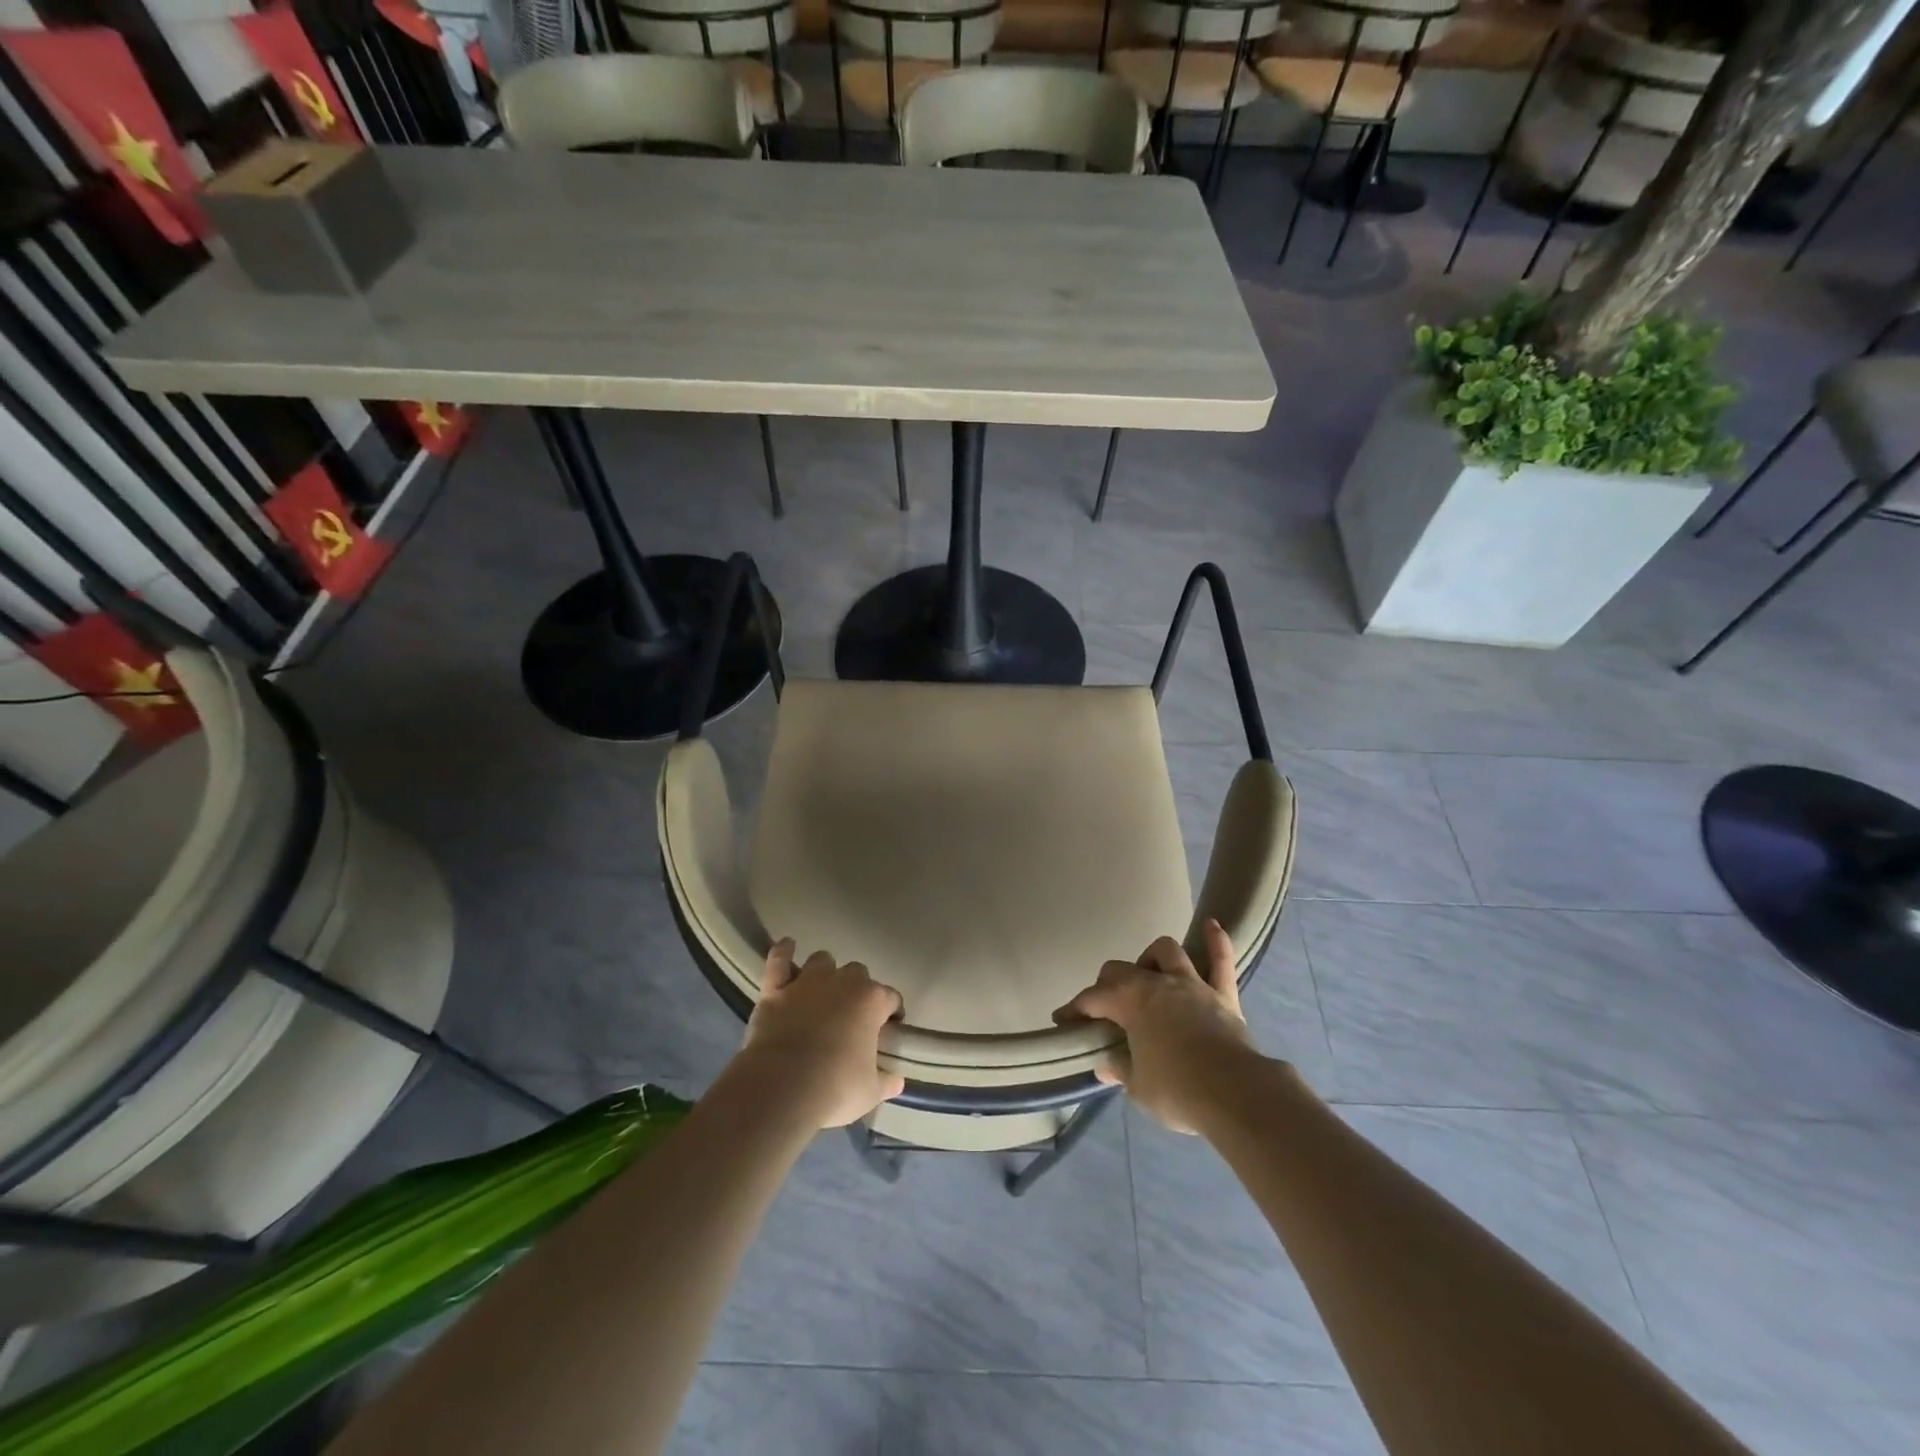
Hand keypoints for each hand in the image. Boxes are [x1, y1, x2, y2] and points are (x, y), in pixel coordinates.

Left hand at [738, 940, 905, 1128]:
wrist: (781, 1088)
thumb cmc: (834, 1088)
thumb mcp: (870, 1092)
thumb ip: (886, 1081)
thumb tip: (897, 1080)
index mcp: (871, 1001)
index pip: (891, 998)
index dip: (892, 1012)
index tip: (889, 1027)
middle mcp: (842, 982)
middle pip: (857, 973)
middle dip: (856, 989)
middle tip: (851, 1015)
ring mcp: (807, 982)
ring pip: (822, 961)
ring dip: (824, 972)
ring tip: (821, 991)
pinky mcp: (775, 989)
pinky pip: (779, 960)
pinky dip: (783, 952)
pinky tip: (787, 946)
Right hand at [1053, 920, 1254, 1133]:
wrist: (1236, 1094)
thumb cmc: (1178, 1091)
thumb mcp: (1138, 1087)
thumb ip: (1121, 1069)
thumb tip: (1107, 1064)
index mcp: (1129, 1002)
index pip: (1091, 999)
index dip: (1074, 1010)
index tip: (1063, 1022)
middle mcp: (1156, 983)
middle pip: (1121, 970)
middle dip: (1107, 984)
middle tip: (1106, 1008)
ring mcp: (1192, 984)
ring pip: (1166, 951)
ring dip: (1152, 960)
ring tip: (1149, 977)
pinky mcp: (1223, 994)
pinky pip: (1221, 960)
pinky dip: (1215, 941)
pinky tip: (1211, 925)